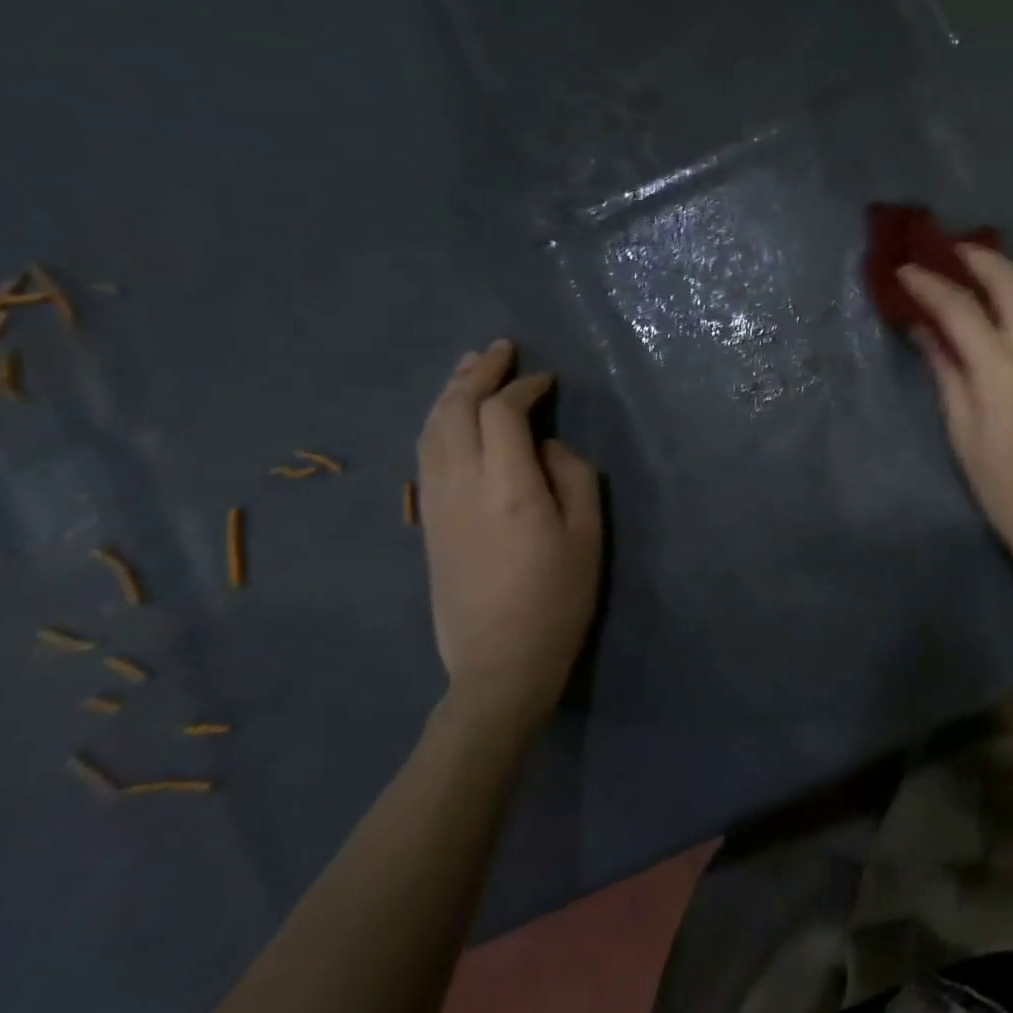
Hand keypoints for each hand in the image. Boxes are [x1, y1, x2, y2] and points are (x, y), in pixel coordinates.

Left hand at [416, 339, 602, 733]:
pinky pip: (425, 454)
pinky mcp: (427, 522)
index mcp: (508, 487)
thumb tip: (545, 446)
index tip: (548, 381)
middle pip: (455, 411)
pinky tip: (450, 416)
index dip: (525, 388)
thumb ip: (573, 475)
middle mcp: (462, 485)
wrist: (499, 663)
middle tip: (500, 349)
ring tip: (470, 367)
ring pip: (431, 430)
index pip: (504, 413)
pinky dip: (438, 422)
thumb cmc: (558, 599)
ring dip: (449, 392)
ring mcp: (436, 503)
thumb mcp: (587, 535)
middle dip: (476, 373)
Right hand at [899, 248, 1012, 586]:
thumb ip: (946, 371)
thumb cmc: (1001, 482)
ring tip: (995, 275)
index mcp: (1000, 371)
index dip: (929, 285)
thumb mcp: (961, 430)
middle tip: (951, 253)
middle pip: (1010, 281)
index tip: (907, 272)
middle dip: (977, 259)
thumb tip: (925, 329)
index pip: (960, 309)